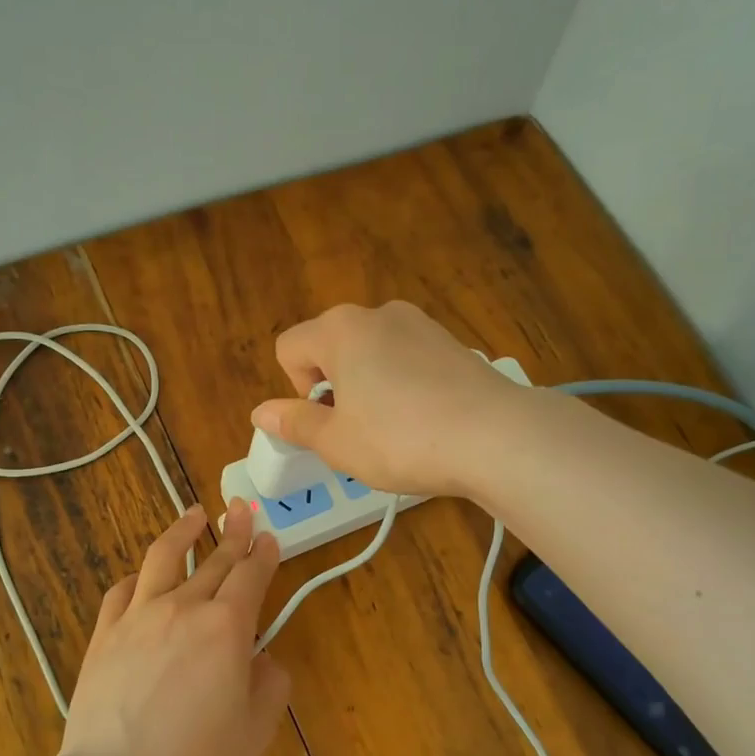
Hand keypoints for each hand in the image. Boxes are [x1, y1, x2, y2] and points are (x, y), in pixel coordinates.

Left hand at [58, 499, 287, 755]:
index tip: (269, 537)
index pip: (251, 575)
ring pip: (163, 558)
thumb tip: (263, 659)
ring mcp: (138, 617)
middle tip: (242, 510)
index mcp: (226, 626)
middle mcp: (183, 607)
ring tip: (194, 514)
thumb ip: (270, 685)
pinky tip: (142, 577)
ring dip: (182, 531)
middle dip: (234, 532)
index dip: (263, 553)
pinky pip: (123, 591)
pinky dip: (138, 577)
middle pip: (214, 559)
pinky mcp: (104, 635)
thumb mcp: (255, 731)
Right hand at [250, 301, 530, 497]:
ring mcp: (419, 323)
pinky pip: (406, 358)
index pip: (289, 347)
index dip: (298, 389)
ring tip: (395, 428)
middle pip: (330, 346)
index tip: (328, 421)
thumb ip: (295, 422)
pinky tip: (425, 418)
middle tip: (357, 430)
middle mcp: (377, 313)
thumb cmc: (400, 439)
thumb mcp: (337, 442)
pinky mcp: (450, 341)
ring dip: (367, 385)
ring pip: (370, 352)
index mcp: (339, 329)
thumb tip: (260, 412)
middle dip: (333, 386)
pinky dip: (402, 383)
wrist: (494, 436)